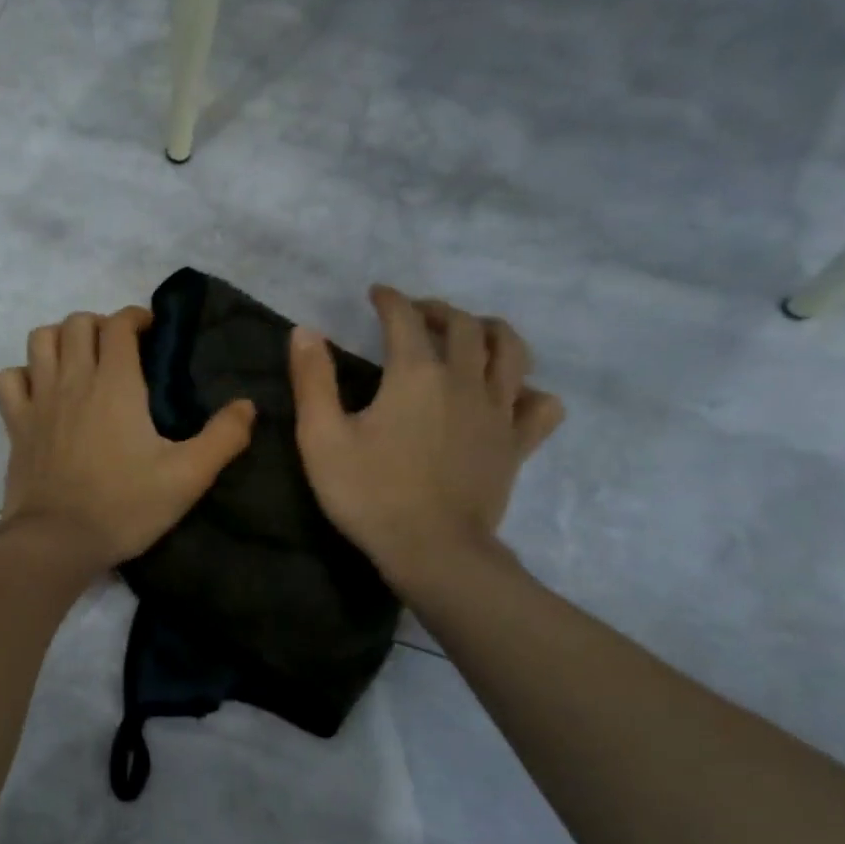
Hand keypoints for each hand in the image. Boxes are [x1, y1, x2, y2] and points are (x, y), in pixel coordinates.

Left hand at [0, 308, 256, 569]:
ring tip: (79, 361)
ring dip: (60, 339)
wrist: (58, 541)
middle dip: (101, 325)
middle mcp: (73, 380)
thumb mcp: (188, 477)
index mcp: (116, 384)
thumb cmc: (125, 506)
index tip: (151, 332)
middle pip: (78, 323)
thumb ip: (223, 438)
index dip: (136, 318)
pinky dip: (23, 374)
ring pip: (40, 340)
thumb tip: (248, 405)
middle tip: (119, 350)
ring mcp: (39, 400)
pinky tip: (40, 391)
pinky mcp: (16, 425)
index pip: (119, 325)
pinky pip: (9, 379)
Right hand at [290, 285, 563, 591]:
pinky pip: (539, 405)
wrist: (431, 550)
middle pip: (464, 326)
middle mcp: (464, 381)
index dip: (391, 300)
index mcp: (416, 375)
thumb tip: (305, 331)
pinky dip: (529, 390)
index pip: (406, 319)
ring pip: (511, 351)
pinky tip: (510, 395)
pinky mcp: (517, 444)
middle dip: (438, 310)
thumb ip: (312, 381)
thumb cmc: (369, 494)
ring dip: (491, 332)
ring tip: (472, 335)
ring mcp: (498, 412)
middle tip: (417, 314)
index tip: (377, 294)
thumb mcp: (321, 438)